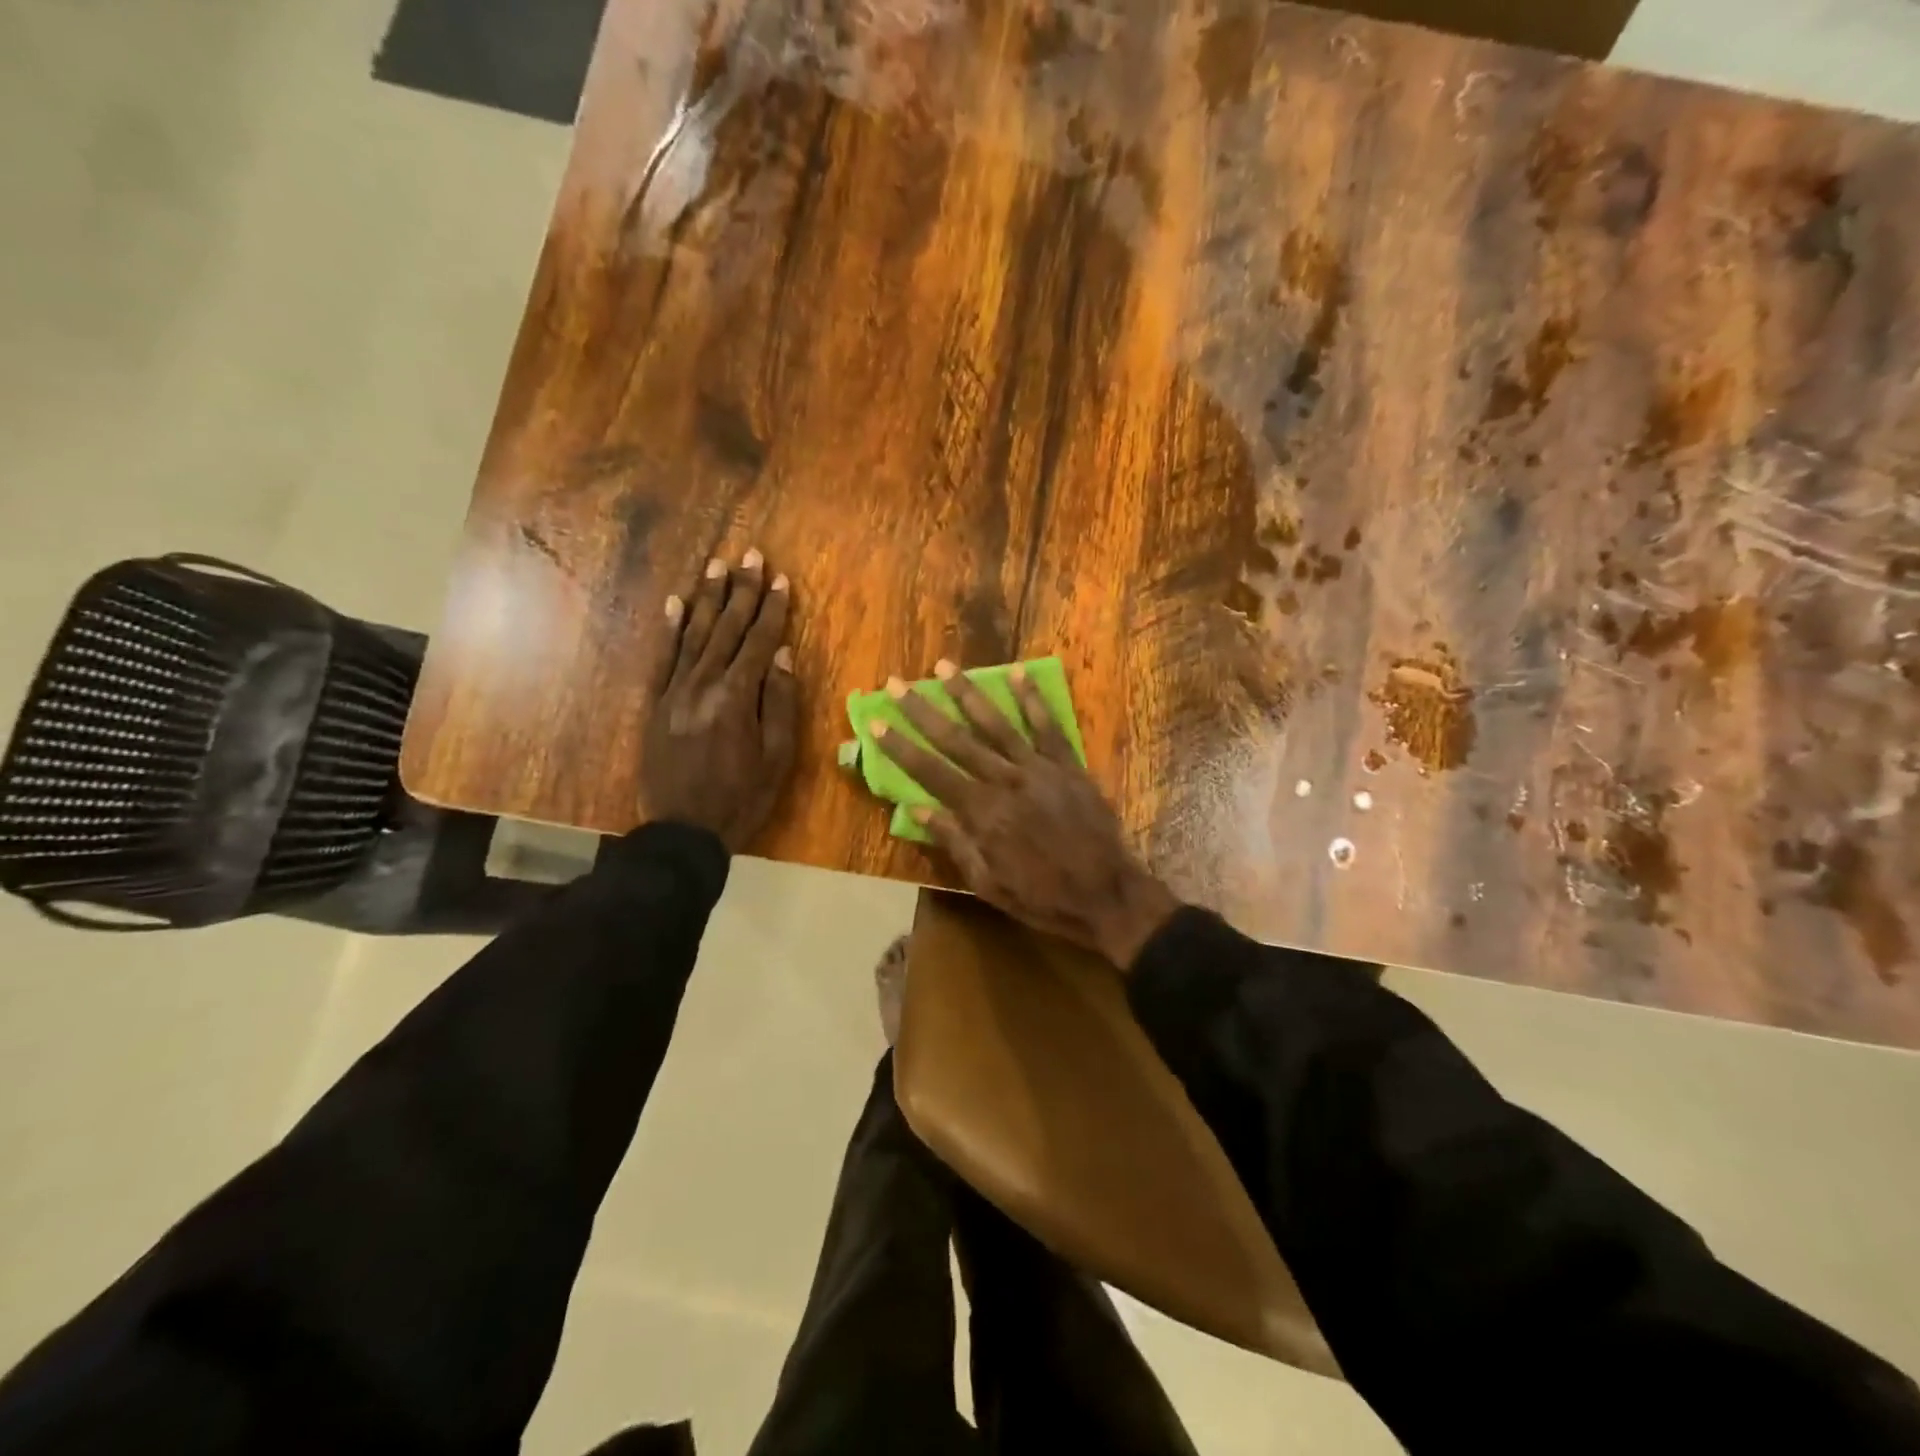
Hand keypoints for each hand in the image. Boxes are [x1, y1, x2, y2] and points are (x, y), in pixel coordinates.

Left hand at [640, 551, 797, 850]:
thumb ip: (781, 702)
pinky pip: (662, 657)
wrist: (683, 830)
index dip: (773, 609)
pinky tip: (676, 603)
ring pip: (695, 634)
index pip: (760, 641)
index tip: (782, 579)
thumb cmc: (742, 796)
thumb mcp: (777, 756)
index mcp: (738, 697)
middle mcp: (703, 684)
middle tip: (751, 556)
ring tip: (718, 566)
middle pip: (728, 628)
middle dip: (742, 591)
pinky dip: (670, 628)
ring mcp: (675, 691)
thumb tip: (784, 654)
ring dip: (708, 598)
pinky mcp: (656, 703)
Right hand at [873, 661, 1180, 967]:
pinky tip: (1018, 672)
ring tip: (944, 667)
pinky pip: (1047, 726)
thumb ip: (954, 842)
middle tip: (898, 683)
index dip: (900, 746)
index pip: (930, 772)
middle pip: (956, 740)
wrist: (1107, 895)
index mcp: (981, 813)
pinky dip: (1032, 699)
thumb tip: (915, 810)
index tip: (876, 721)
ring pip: (996, 724)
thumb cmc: (1042, 897)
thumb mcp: (988, 883)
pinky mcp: (1068, 765)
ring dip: (968, 693)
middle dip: (923, 710)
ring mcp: (1038, 769)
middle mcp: (1004, 781)